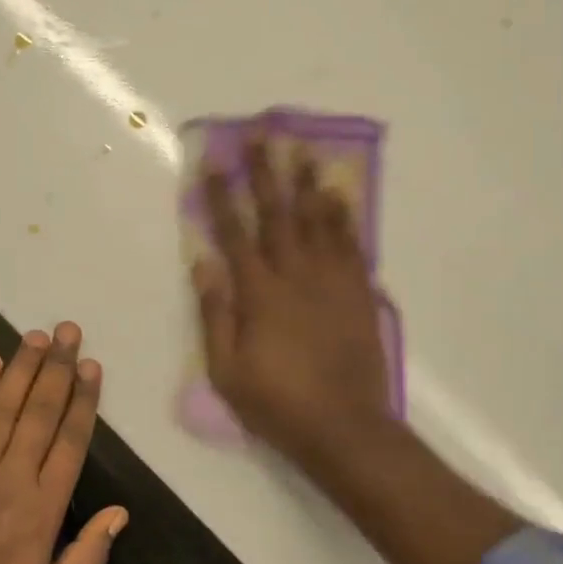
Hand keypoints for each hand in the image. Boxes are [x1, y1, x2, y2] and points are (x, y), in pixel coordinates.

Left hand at [0, 324, 127, 563]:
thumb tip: (119, 513)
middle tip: (69, 331)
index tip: (92, 366)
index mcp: (41, 511)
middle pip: (39, 412)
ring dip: (21, 367)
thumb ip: (87, 559)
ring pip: (2, 407)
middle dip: (57, 367)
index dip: (83, 400)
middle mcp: (9, 478)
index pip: (69, 442)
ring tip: (38, 335)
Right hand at [194, 134, 391, 464]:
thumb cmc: (277, 402)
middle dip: (266, 172)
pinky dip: (345, 218)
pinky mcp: (359, 294)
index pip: (234, 233)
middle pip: (278, 214)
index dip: (222, 196)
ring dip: (308, 183)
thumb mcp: (227, 370)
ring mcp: (332, 282)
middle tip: (262, 135)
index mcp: (259, 293)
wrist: (345, 428)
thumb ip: (215, 313)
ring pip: (319, 222)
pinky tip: (341, 197)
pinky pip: (352, 246)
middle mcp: (296, 276)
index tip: (214, 162)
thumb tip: (203, 262)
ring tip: (304, 151)